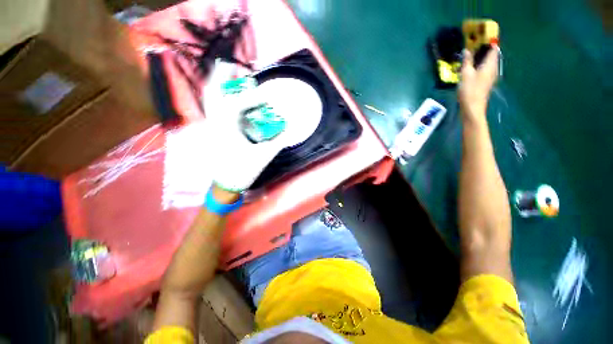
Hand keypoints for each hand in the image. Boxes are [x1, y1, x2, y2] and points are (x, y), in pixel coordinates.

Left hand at [202, 61, 287, 191]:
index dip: (254, 97)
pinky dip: (219, 98)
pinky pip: (212, 108)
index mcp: (226, 129)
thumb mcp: (263, 156)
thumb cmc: (243, 171)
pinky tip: (228, 97)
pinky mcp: (212, 131)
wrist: (224, 186)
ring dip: (219, 85)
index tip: (267, 95)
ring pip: (209, 99)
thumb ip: (278, 141)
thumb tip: (291, 128)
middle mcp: (214, 123)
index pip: (237, 104)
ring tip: (229, 76)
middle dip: (222, 76)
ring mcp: (210, 126)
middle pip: (212, 92)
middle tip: (235, 67)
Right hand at [458, 46, 498, 123]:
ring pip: (487, 63)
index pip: (493, 48)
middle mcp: (493, 69)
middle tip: (472, 46)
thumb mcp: (466, 74)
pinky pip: (483, 70)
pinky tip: (469, 68)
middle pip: (491, 55)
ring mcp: (490, 77)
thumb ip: (467, 61)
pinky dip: (478, 66)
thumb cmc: (470, 90)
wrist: (472, 108)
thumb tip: (467, 50)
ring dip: (479, 59)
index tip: (481, 36)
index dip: (489, 41)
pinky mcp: (485, 83)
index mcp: (490, 64)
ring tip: (469, 57)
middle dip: (483, 49)